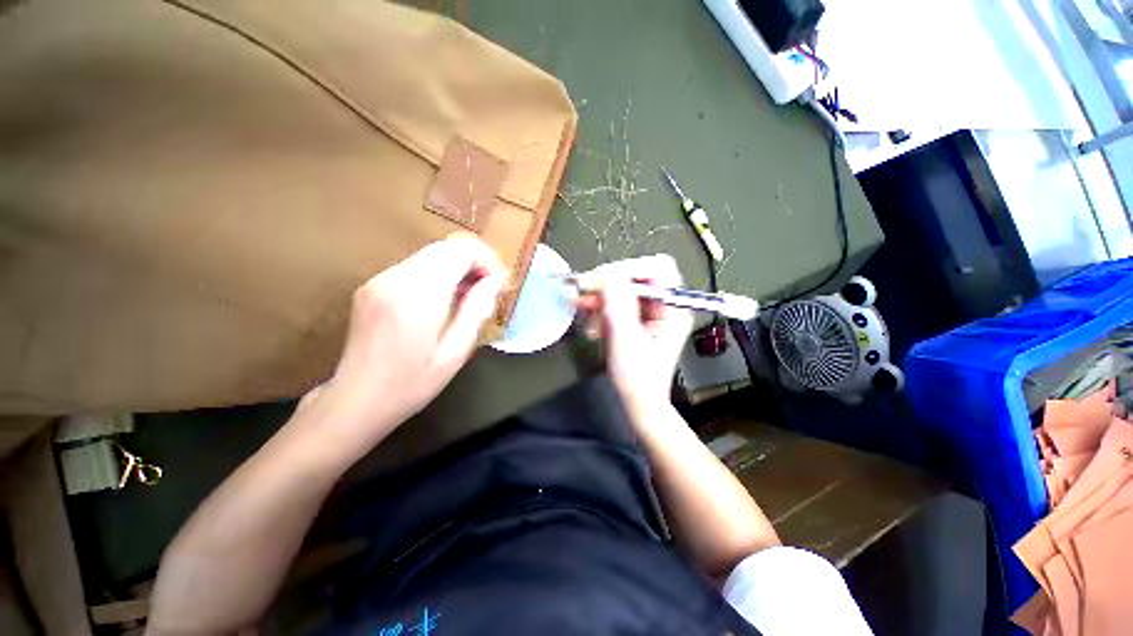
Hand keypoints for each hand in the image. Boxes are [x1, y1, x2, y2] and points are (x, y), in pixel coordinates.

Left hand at [308, 234, 506, 451]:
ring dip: (457, 268)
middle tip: (487, 291)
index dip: (486, 260)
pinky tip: (443, 301)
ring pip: (431, 254)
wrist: (354, 402)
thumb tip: (497, 281)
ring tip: (468, 298)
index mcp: (417, 297)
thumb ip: (477, 310)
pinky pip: (415, 266)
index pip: (460, 250)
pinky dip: (438, 274)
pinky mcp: (371, 285)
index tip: (497, 283)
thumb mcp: (455, 354)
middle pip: (445, 247)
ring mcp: (379, 279)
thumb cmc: (410, 385)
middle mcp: (395, 279)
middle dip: (474, 262)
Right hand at [577, 254, 693, 412]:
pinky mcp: (637, 319)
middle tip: (585, 291)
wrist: (638, 401)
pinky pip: (618, 303)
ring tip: (583, 307)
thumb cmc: (637, 376)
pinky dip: (602, 308)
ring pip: (624, 289)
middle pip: (638, 276)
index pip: (658, 268)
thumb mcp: (626, 337)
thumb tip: (609, 272)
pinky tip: (590, 320)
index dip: (630, 268)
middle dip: (610, 283)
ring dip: (602, 296)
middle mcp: (664, 305)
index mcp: (673, 308)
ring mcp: (650, 312)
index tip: (602, 278)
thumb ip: (619, 303)